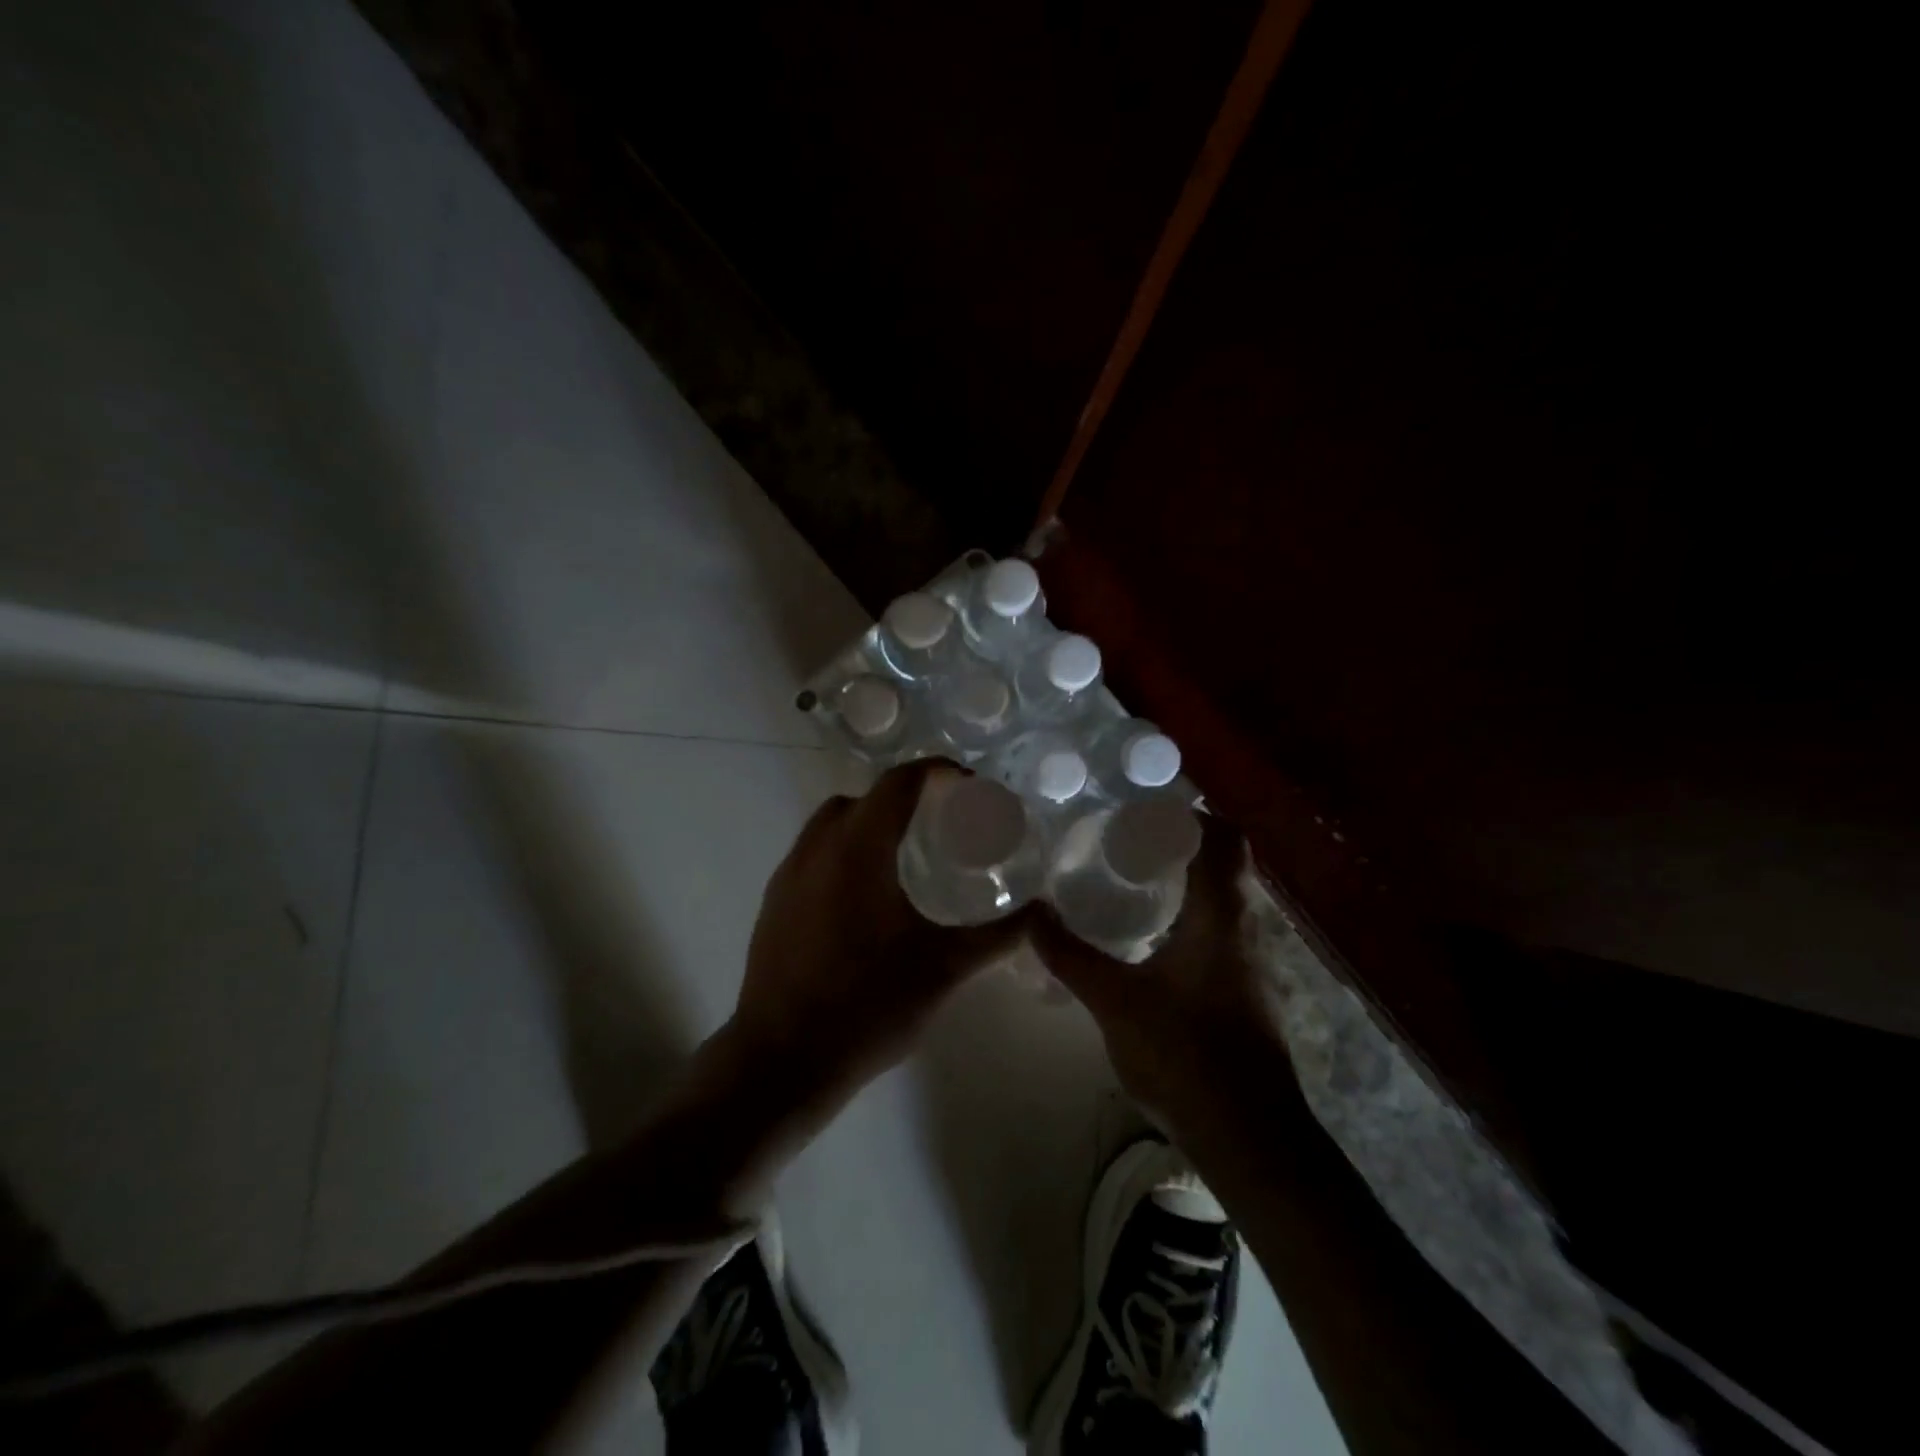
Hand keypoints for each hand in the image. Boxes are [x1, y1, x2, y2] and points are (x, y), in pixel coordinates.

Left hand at [729, 760, 1031, 1109]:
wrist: (783, 1059)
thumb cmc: (869, 1004)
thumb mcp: (945, 968)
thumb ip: (997, 935)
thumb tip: (1040, 913)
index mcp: (859, 848)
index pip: (899, 783)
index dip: (937, 772)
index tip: (967, 787)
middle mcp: (818, 848)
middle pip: (864, 798)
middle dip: (903, 799)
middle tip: (939, 826)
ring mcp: (788, 874)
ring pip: (832, 825)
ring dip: (868, 825)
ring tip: (904, 859)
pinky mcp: (773, 902)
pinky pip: (813, 854)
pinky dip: (843, 853)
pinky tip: (865, 899)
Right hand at [1030, 814, 1287, 1127]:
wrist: (1249, 1136)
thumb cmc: (1186, 1055)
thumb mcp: (1115, 1002)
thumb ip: (1070, 955)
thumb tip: (1031, 913)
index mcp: (1221, 915)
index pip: (1223, 839)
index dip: (1191, 815)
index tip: (1145, 809)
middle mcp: (1244, 927)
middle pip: (1226, 863)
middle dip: (1182, 843)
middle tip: (1128, 839)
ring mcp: (1250, 961)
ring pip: (1224, 898)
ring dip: (1187, 879)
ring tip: (1131, 878)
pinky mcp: (1245, 989)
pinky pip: (1220, 930)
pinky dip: (1190, 915)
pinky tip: (1150, 936)